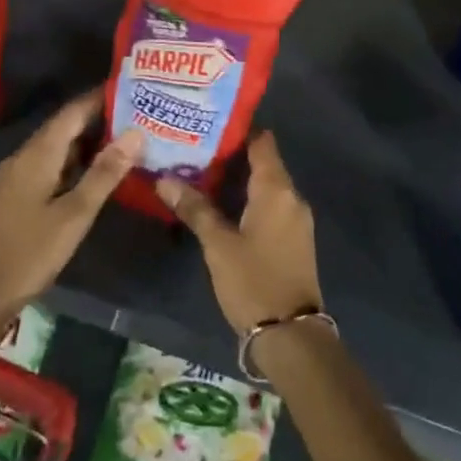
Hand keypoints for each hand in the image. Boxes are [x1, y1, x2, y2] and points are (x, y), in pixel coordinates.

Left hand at [0, 91, 140, 349]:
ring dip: (89, 142)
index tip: (133, 88)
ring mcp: (18, 176)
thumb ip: (104, 173)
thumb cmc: (29, 252)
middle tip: (139, 115)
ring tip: (127, 140)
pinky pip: (50, 165)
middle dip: (100, 118)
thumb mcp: (74, 214)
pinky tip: (96, 174)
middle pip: (65, 126)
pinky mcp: (16, 195)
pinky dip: (75, 162)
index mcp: (38, 153)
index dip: (102, 97)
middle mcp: (25, 156)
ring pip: (58, 147)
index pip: (74, 111)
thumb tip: (136, 133)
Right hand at [157, 132, 322, 334]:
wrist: (292, 336)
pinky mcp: (294, 238)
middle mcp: (292, 196)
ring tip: (202, 172)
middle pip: (263, 161)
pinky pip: (271, 204)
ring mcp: (296, 218)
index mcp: (277, 189)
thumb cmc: (254, 282)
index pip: (262, 141)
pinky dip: (249, 198)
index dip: (238, 129)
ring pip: (266, 184)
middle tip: (195, 148)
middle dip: (232, 154)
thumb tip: (164, 179)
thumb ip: (195, 209)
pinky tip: (223, 204)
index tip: (208, 124)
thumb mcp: (218, 245)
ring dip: (239, 178)